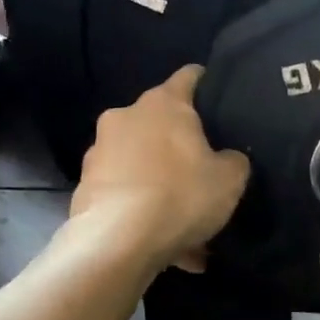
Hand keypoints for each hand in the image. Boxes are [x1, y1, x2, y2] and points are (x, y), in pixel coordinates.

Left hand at [71, 66, 249, 274]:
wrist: (117, 242)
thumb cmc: (180, 195)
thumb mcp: (230, 179)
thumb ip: (234, 160)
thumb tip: (226, 158)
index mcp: (163, 103)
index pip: (190, 76)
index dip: (208, 84)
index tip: (220, 98)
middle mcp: (125, 116)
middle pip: (160, 122)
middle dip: (180, 145)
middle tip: (203, 172)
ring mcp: (100, 151)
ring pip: (141, 162)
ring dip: (160, 183)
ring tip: (184, 220)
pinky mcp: (85, 186)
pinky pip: (126, 193)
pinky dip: (142, 209)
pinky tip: (164, 241)